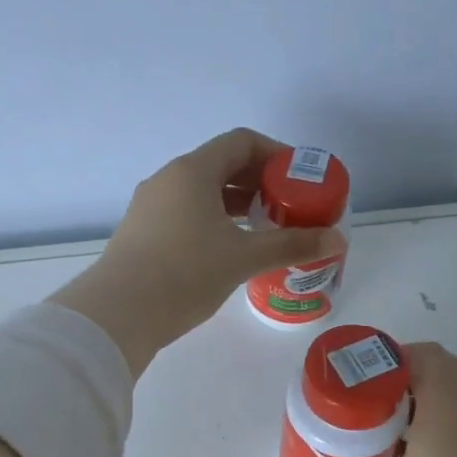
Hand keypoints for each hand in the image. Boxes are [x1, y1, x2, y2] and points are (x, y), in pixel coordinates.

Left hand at [50, 129, 346, 375]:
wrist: (118, 313)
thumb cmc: (185, 274)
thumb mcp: (244, 258)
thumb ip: (292, 245)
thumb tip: (338, 240)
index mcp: (193, 171)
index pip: (241, 142)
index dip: (275, 154)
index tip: (298, 178)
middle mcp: (168, 179)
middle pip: (220, 165)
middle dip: (257, 182)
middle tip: (285, 207)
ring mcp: (149, 206)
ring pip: (200, 192)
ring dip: (234, 204)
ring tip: (261, 228)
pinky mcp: (140, 232)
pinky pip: (184, 213)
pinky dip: (211, 220)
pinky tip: (225, 250)